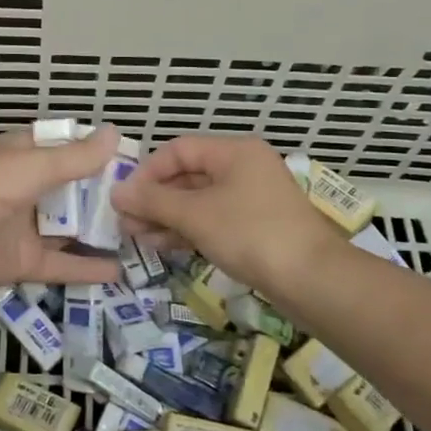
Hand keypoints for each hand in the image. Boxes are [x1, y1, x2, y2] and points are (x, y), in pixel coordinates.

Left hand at [0, 126, 124, 296]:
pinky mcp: (23, 261)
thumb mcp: (33, 165)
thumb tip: (115, 133)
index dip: (90, 151)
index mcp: (18, 157)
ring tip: (139, 234)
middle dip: (100, 194)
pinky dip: (87, 268)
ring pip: (67, 228)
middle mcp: (22, 189)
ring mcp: (23, 227)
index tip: (128, 158)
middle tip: (143, 200)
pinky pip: (60, 264)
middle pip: (68, 190)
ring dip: (97, 231)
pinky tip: (120, 271)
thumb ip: (75, 157)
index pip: (59, 148)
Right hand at [112, 134, 347, 299]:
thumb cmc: (251, 234)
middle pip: (187, 175)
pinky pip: (212, 220)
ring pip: (198, 201)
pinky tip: (161, 245)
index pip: (178, 150)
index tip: (124, 198)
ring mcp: (251, 199)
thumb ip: (153, 201)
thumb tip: (116, 192)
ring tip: (136, 236)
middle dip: (154, 198)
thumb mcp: (195, 215)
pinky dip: (187, 230)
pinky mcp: (255, 228)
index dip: (147, 172)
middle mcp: (244, 168)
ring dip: (166, 216)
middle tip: (125, 221)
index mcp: (234, 152)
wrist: (314, 281)